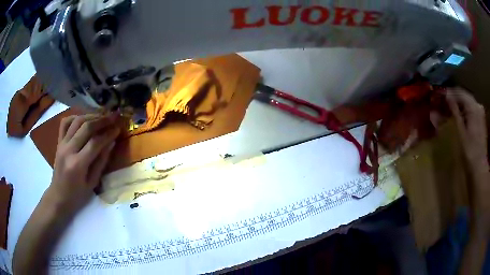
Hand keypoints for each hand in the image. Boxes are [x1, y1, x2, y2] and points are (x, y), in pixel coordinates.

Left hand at [47, 113, 119, 212]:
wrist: (58, 196)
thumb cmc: (77, 195)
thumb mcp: (92, 183)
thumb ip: (101, 162)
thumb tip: (110, 143)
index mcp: (77, 164)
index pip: (95, 143)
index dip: (108, 134)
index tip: (118, 129)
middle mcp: (68, 150)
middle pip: (86, 127)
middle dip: (102, 120)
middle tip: (113, 117)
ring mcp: (62, 144)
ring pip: (77, 121)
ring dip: (91, 115)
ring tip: (102, 115)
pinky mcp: (59, 142)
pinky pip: (65, 122)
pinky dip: (75, 117)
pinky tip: (84, 118)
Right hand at [446, 88, 487, 168]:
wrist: (479, 167)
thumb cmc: (470, 152)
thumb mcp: (461, 132)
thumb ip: (455, 112)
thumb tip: (446, 96)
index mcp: (473, 106)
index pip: (459, 92)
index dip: (449, 92)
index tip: (439, 95)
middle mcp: (477, 105)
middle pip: (464, 95)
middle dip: (454, 97)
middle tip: (443, 102)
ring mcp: (480, 112)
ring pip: (468, 101)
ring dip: (459, 103)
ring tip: (450, 109)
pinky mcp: (481, 119)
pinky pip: (472, 108)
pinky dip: (465, 109)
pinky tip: (460, 115)